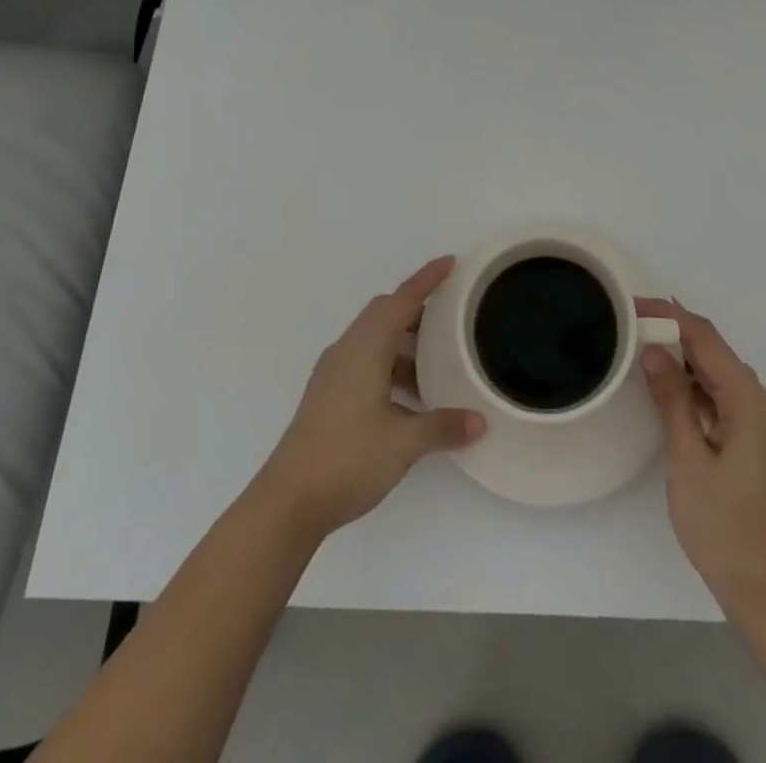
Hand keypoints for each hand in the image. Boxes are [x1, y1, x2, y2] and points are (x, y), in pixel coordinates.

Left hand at [256, 257, 485, 539]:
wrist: (287, 502)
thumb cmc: (347, 459)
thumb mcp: (404, 443)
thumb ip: (443, 426)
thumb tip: (479, 421)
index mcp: (365, 348)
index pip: (402, 300)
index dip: (427, 280)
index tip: (450, 263)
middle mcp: (347, 351)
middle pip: (385, 314)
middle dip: (417, 310)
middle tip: (451, 318)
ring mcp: (333, 374)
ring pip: (374, 340)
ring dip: (404, 344)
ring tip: (437, 365)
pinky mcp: (328, 396)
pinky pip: (365, 362)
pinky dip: (390, 366)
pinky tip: (410, 399)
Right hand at [638, 297, 765, 617]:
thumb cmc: (723, 526)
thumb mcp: (687, 459)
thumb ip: (672, 399)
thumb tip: (653, 351)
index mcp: (751, 403)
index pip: (708, 340)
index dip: (671, 317)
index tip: (635, 305)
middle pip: (719, 356)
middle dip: (677, 336)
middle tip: (634, 325)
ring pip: (724, 379)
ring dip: (688, 364)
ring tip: (646, 352)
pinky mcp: (763, 449)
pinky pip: (729, 402)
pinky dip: (701, 391)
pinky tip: (676, 394)